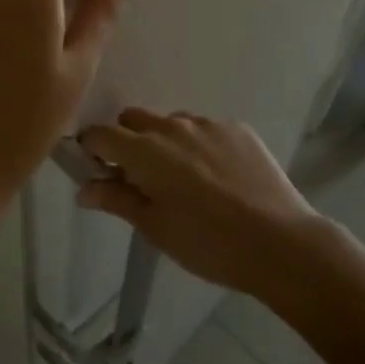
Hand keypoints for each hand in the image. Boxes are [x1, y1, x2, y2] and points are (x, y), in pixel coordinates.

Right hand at [76, 110, 322, 296]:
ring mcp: (208, 124)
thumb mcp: (156, 228)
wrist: (280, 242)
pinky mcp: (237, 128)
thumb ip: (117, 200)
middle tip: (141, 178)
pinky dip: (200, 146)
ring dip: (165, 142)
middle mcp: (172, 126)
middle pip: (134, 119)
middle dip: (128, 141)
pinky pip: (205, 129)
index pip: (101, 134)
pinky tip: (217, 178)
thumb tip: (84, 188)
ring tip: (185, 180)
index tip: (97, 170)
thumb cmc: (208, 243)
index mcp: (145, 151)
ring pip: (171, 123)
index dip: (92, 149)